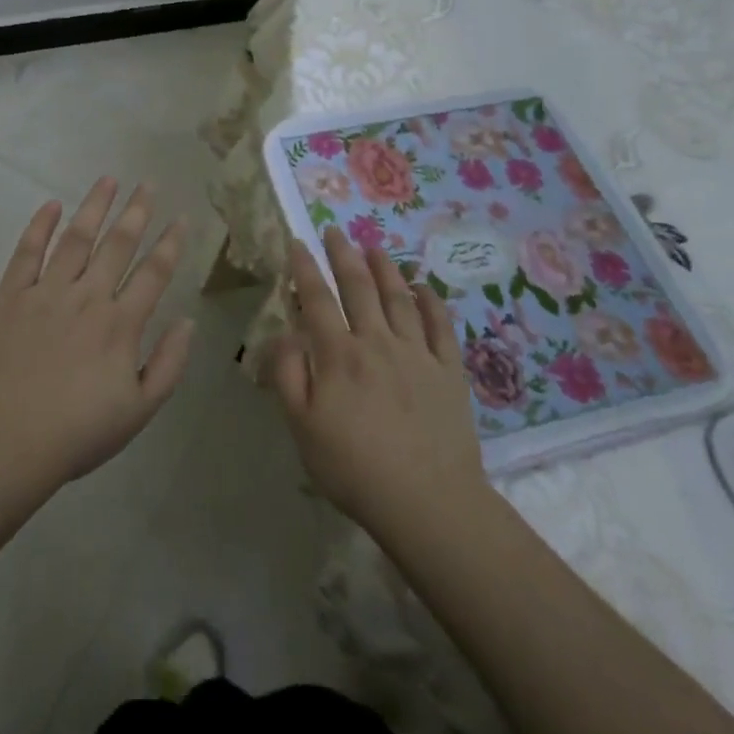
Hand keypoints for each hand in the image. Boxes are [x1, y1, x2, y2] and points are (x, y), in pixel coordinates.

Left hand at [0, 178, 192, 493]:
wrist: (4, 443)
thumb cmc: (76, 433)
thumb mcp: (139, 411)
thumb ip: (169, 364)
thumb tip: (188, 321)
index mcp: (121, 324)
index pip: (154, 272)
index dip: (171, 243)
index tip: (182, 216)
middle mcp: (88, 297)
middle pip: (118, 244)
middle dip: (137, 211)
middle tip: (148, 183)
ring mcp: (46, 292)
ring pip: (76, 239)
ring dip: (94, 206)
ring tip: (109, 180)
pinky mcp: (11, 296)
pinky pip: (27, 252)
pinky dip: (40, 226)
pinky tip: (52, 205)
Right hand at [271, 227, 492, 544]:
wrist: (427, 503)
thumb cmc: (354, 468)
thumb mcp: (302, 428)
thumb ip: (288, 376)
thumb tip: (285, 334)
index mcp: (338, 355)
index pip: (317, 300)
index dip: (305, 269)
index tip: (298, 243)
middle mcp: (377, 342)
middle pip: (358, 287)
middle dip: (343, 255)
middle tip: (335, 231)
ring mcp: (417, 353)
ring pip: (398, 297)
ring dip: (384, 268)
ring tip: (374, 246)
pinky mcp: (449, 371)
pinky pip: (440, 326)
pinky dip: (431, 301)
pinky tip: (423, 286)